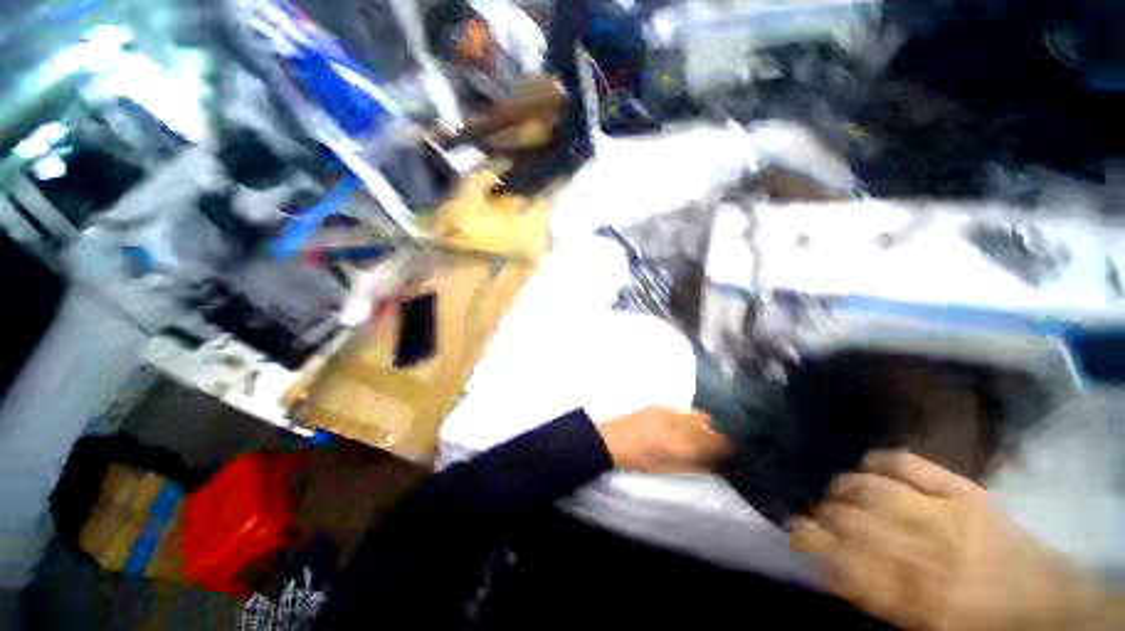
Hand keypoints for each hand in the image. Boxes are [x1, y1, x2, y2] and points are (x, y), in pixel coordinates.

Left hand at [597, 406, 728, 473]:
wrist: (611, 440)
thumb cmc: (638, 461)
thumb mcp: (668, 469)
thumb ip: (695, 465)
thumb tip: (717, 463)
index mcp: (678, 444)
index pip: (712, 442)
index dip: (728, 445)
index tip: (737, 449)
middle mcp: (675, 423)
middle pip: (708, 424)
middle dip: (721, 432)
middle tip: (728, 441)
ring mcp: (666, 411)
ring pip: (696, 415)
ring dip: (707, 424)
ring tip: (712, 432)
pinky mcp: (659, 406)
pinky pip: (683, 410)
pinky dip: (692, 417)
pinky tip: (691, 424)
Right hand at [790, 451, 1117, 630]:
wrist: (1049, 604)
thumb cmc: (979, 625)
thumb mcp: (924, 629)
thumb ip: (876, 599)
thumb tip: (827, 567)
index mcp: (918, 596)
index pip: (842, 561)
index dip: (809, 543)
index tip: (793, 533)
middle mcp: (926, 550)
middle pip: (853, 520)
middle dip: (822, 514)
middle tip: (812, 513)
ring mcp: (948, 513)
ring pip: (873, 488)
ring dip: (843, 487)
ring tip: (835, 492)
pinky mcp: (966, 490)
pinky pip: (910, 464)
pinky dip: (881, 461)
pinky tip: (867, 466)